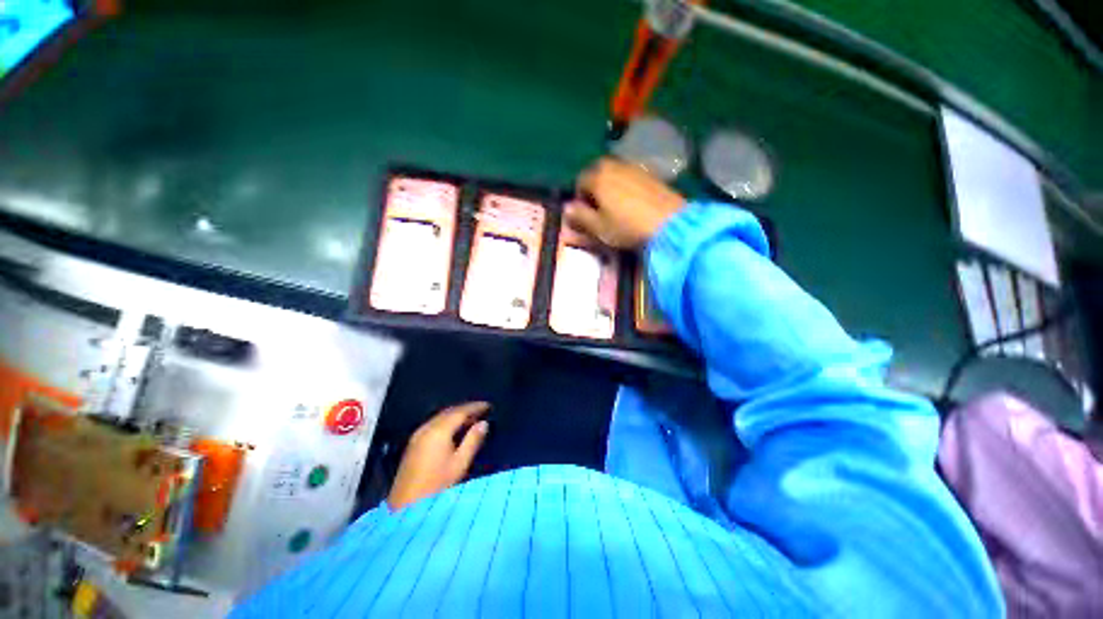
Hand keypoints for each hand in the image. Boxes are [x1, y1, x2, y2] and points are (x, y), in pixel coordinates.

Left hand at [387, 402, 489, 509]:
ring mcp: (418, 435)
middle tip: (482, 411)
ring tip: (472, 420)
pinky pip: (434, 424)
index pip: (460, 411)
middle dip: (466, 409)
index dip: (475, 407)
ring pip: (440, 417)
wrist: (406, 506)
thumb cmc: (437, 485)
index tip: (489, 406)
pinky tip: (455, 430)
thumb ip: (473, 440)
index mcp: (438, 431)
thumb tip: (484, 423)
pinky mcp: (413, 443)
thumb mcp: (460, 464)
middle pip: (449, 411)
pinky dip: (447, 422)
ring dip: (456, 415)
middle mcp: (427, 428)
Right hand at [566, 157, 686, 248]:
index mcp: (598, 177)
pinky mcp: (649, 174)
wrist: (668, 222)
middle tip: (598, 208)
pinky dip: (624, 186)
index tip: (584, 214)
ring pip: (613, 173)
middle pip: (596, 172)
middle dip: (593, 187)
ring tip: (614, 206)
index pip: (580, 181)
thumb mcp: (599, 227)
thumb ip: (580, 216)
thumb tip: (566, 208)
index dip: (579, 198)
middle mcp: (614, 166)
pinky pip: (629, 176)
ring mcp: (634, 167)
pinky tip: (631, 202)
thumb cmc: (627, 226)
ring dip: (609, 185)